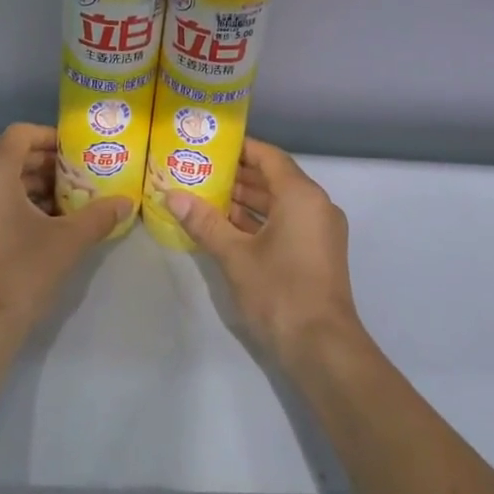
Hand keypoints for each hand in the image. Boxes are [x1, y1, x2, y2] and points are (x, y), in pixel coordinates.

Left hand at [0, 123, 127, 344]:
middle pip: (9, 157)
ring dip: (32, 187)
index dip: (50, 137)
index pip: (20, 134)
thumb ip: (99, 215)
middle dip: (46, 165)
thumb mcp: (69, 240)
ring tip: (67, 202)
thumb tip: (126, 202)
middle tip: (79, 176)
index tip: (77, 150)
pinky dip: (14, 204)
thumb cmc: (22, 271)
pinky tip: (43, 226)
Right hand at [163, 139, 360, 371]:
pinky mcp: (317, 252)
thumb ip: (204, 222)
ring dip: (247, 200)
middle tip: (200, 169)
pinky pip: (287, 222)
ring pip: (280, 203)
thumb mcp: (235, 255)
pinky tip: (228, 226)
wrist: (322, 348)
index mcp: (302, 196)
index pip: (269, 157)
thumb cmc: (279, 292)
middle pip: (275, 178)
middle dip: (238, 175)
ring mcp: (320, 231)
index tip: (210, 145)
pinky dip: (260, 221)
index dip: (240, 149)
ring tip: (207, 195)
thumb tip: (172, 196)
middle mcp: (316, 205)